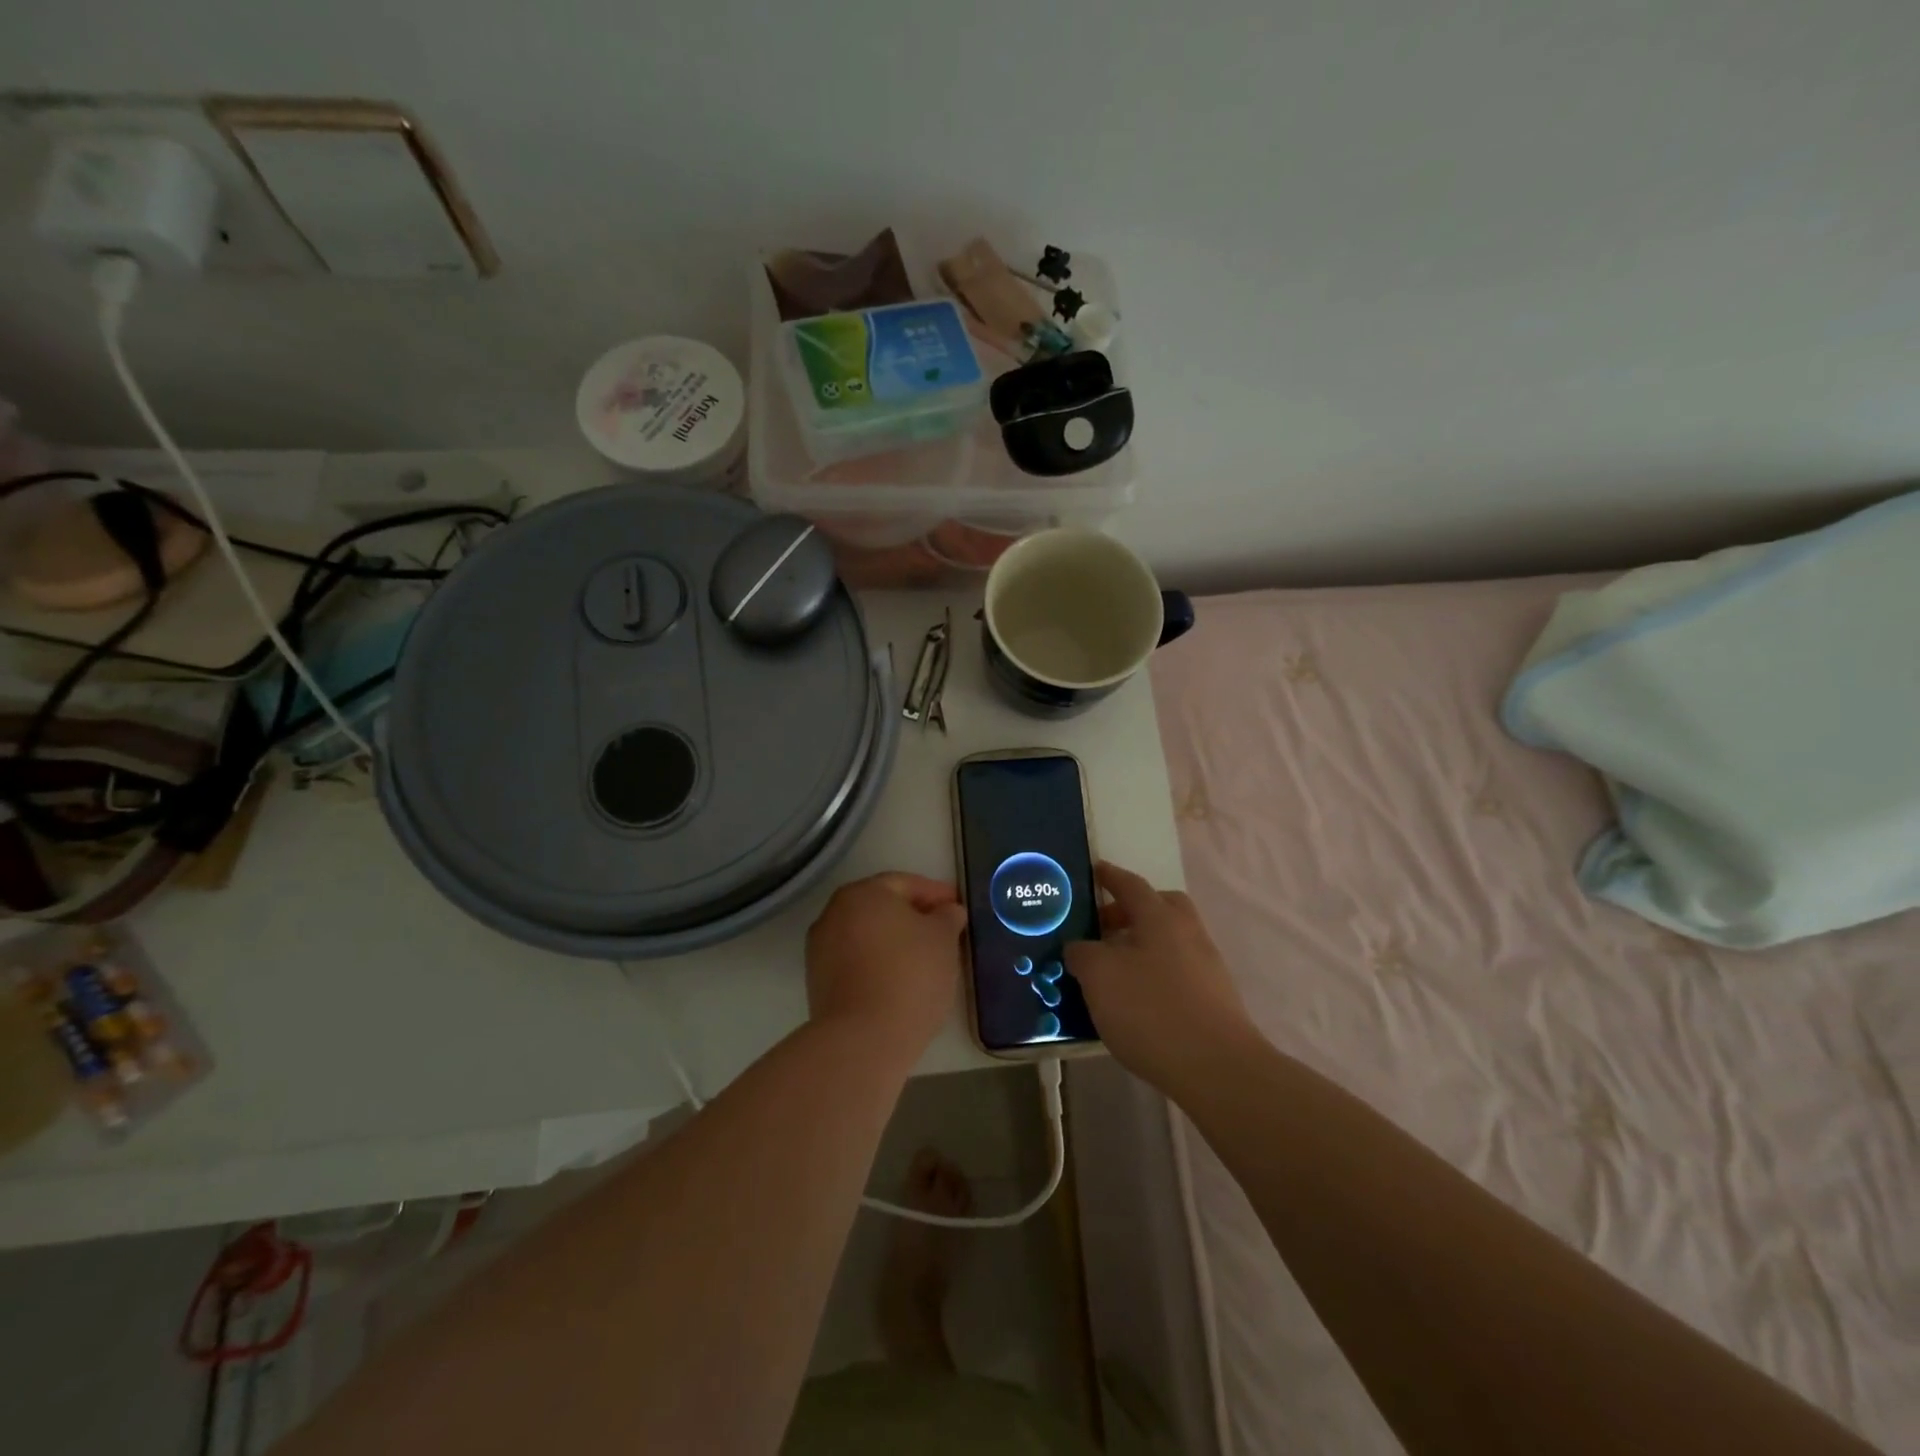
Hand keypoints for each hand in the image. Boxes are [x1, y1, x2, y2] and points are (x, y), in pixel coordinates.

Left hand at [806, 872, 966, 1055]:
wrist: (863, 1039)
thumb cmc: (910, 975)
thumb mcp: (943, 939)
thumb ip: (947, 917)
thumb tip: (947, 910)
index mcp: (863, 893)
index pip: (905, 883)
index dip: (936, 893)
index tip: (958, 908)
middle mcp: (834, 912)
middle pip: (882, 907)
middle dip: (913, 916)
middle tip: (944, 931)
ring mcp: (821, 948)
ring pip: (867, 935)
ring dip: (894, 941)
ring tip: (925, 960)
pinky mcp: (818, 982)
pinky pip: (856, 961)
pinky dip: (878, 963)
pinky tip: (900, 981)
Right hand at [1067, 862, 1258, 1093]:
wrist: (1217, 1068)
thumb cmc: (1151, 1010)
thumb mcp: (1098, 976)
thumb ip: (1082, 953)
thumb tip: (1080, 947)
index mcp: (1159, 917)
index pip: (1130, 884)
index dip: (1109, 876)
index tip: (1094, 871)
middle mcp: (1187, 932)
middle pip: (1159, 907)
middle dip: (1130, 911)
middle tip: (1101, 928)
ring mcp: (1206, 965)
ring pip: (1169, 941)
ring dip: (1141, 946)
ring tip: (1111, 971)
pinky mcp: (1214, 998)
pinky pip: (1177, 970)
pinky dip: (1154, 973)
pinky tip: (1135, 1001)